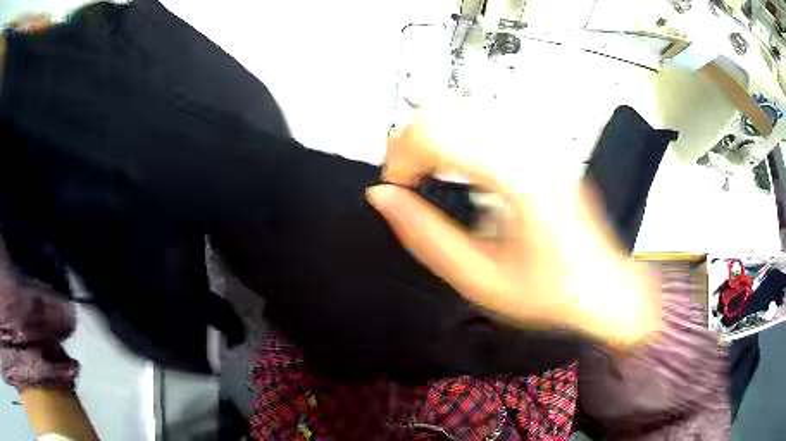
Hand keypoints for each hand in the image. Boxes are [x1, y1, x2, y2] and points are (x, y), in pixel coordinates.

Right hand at [368, 112, 659, 347]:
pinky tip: (443, 139)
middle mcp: (532, 146)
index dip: (401, 159)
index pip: (437, 133)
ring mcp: (541, 139)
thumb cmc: (550, 291)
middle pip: (447, 111)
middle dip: (409, 143)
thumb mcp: (479, 279)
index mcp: (521, 178)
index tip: (395, 191)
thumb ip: (424, 236)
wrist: (602, 286)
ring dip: (430, 133)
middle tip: (403, 181)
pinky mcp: (542, 143)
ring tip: (420, 168)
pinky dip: (455, 123)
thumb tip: (381, 197)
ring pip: (464, 106)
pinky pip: (486, 114)